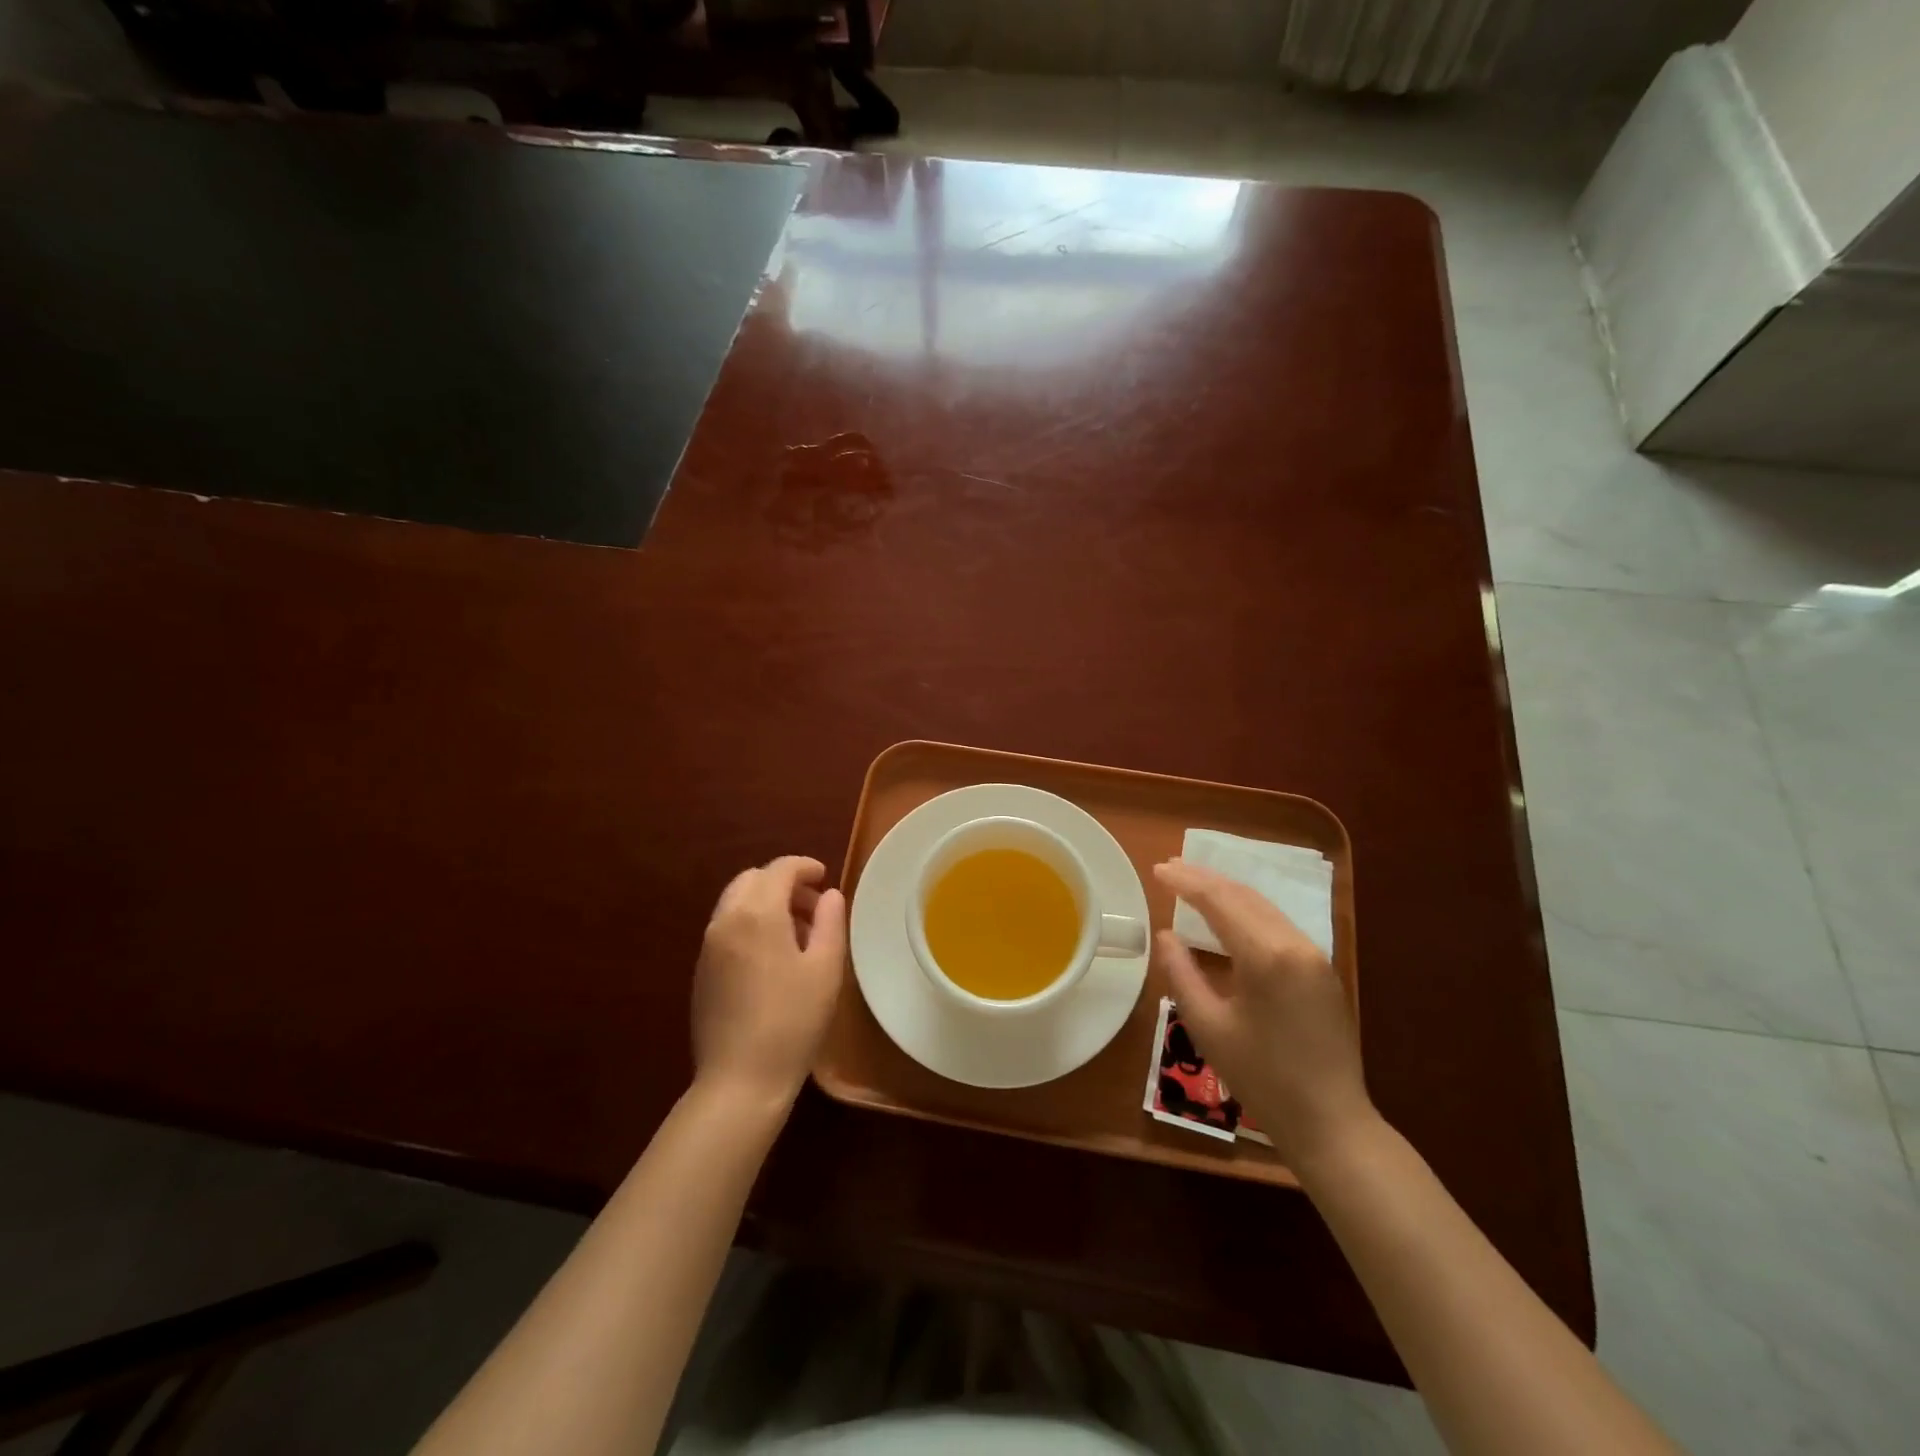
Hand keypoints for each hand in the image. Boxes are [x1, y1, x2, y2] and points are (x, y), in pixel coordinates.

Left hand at [691, 855, 847, 1109]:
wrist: (740, 1080)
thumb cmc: (793, 1020)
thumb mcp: (826, 968)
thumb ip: (830, 921)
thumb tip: (829, 895)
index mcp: (757, 913)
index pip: (779, 869)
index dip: (805, 866)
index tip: (825, 878)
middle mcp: (725, 920)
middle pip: (752, 879)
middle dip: (783, 883)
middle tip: (812, 907)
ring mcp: (708, 946)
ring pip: (736, 902)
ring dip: (765, 902)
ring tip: (796, 933)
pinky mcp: (701, 970)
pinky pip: (726, 927)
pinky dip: (749, 923)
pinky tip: (771, 957)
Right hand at [1154, 858, 1374, 1169]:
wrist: (1331, 1122)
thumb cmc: (1262, 1078)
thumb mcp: (1208, 1027)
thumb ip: (1182, 974)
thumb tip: (1165, 935)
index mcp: (1267, 956)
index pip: (1219, 902)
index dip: (1186, 883)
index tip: (1158, 869)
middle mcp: (1295, 944)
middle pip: (1244, 896)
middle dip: (1205, 879)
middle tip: (1170, 867)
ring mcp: (1314, 956)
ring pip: (1264, 907)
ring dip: (1227, 892)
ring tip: (1193, 883)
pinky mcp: (1322, 970)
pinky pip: (1278, 924)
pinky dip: (1248, 911)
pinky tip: (1229, 915)